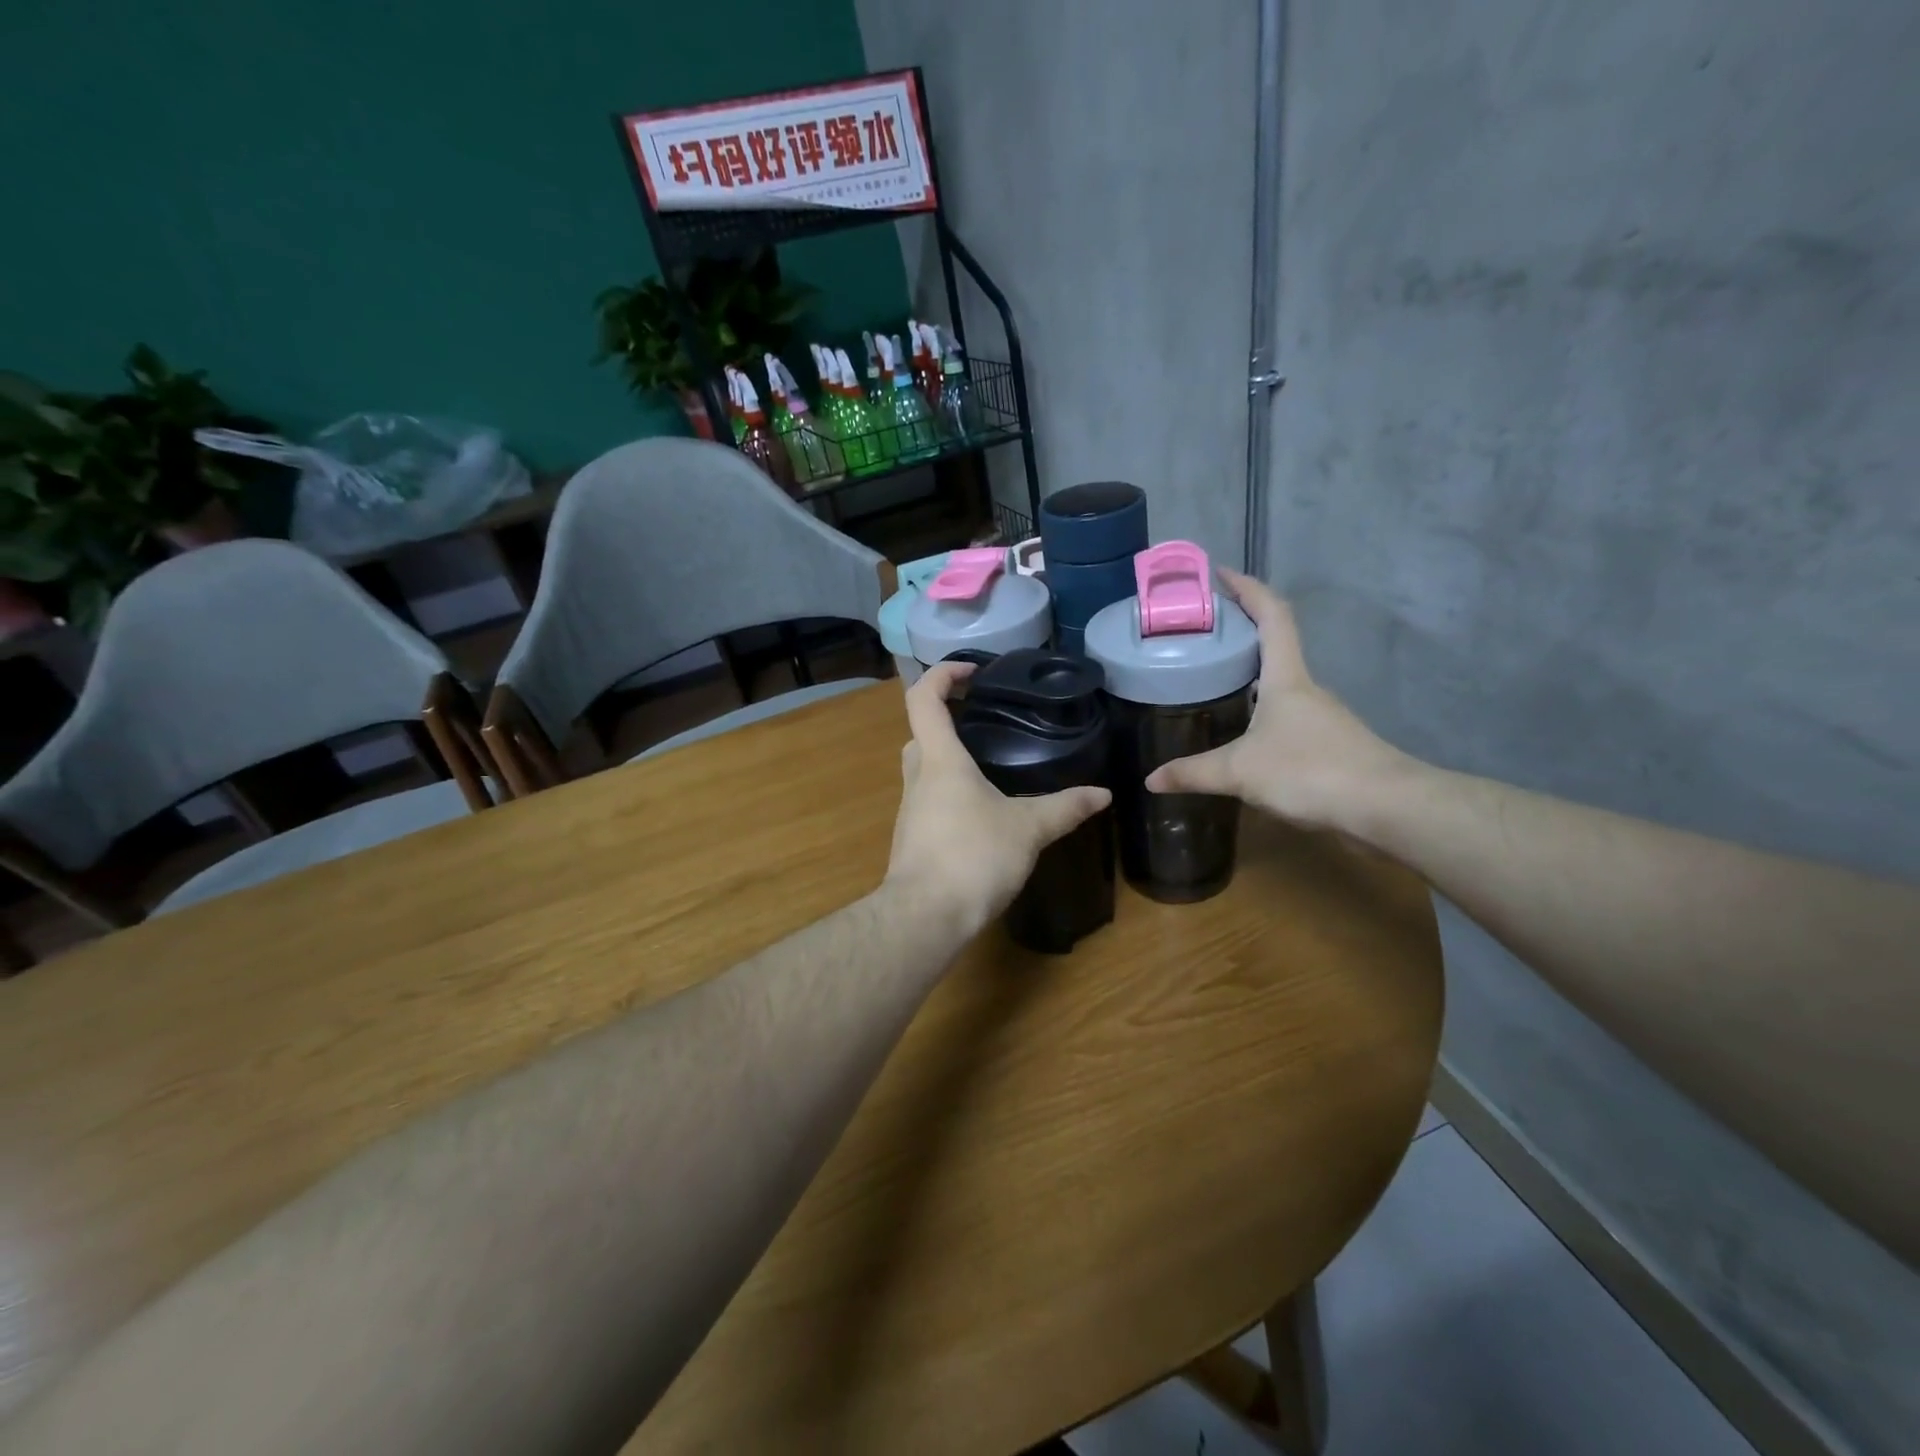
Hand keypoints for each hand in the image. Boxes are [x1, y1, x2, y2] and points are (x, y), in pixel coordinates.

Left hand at [885, 660, 1111, 935]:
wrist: (925, 918)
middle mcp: (917, 777)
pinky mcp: (912, 839)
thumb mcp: (1028, 828)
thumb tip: (1104, 794)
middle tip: (988, 722)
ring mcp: (910, 810)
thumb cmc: (973, 857)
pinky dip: (951, 794)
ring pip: (924, 769)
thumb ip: (1065, 808)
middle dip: (950, 720)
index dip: (943, 675)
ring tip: (992, 766)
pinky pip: (929, 801)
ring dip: (950, 760)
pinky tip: (982, 814)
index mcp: (940, 760)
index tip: (973, 671)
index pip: (923, 699)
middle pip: (922, 733)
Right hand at [1145, 568, 1414, 833]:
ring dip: (1251, 675)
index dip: (1247, 588)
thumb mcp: (1240, 772)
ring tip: (1213, 683)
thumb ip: (1193, 773)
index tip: (1219, 573)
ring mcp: (1322, 716)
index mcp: (1286, 678)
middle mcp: (1306, 688)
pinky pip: (1287, 715)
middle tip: (1202, 635)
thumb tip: (1150, 780)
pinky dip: (1262, 711)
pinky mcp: (1330, 744)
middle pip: (1275, 646)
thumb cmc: (1310, 771)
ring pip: (1281, 684)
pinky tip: (1244, 734)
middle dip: (1241, 633)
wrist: (1386, 806)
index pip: (1271, 616)